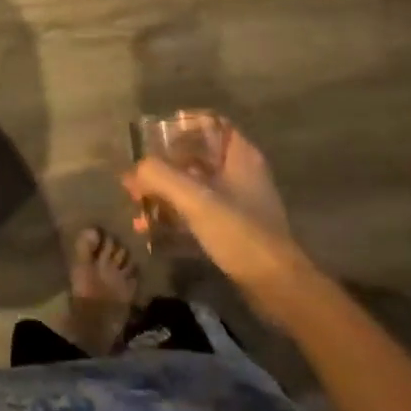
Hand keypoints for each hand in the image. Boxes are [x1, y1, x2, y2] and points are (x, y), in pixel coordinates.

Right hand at [122, 119, 304, 286]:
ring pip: (193, 185)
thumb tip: (132, 172)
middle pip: (195, 155)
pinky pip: (197, 211)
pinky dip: (174, 215)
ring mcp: (237, 202)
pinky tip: (150, 230)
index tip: (152, 138)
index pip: (209, 123)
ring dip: (164, 192)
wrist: (278, 288)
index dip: (180, 125)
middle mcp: (240, 173)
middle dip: (163, 164)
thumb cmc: (240, 233)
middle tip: (136, 177)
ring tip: (136, 205)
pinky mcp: (233, 228)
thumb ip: (160, 177)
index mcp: (240, 156)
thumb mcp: (195, 200)